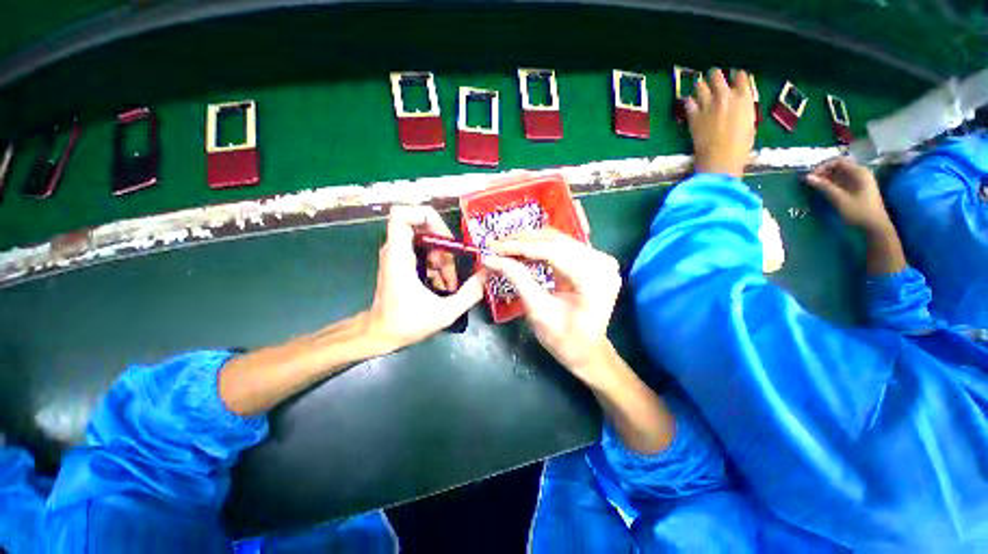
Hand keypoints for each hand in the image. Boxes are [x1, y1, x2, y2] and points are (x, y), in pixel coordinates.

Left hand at [366, 206, 483, 353]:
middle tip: (452, 265)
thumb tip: (485, 274)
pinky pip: (423, 251)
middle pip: (421, 225)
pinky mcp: (401, 262)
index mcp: (399, 256)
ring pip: (425, 240)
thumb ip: (470, 293)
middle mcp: (395, 250)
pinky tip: (442, 284)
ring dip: (442, 257)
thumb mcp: (445, 312)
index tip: (446, 237)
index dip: (426, 216)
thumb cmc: (407, 323)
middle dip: (443, 242)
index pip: (402, 214)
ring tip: (449, 281)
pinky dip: (436, 264)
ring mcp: (397, 255)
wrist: (380, 334)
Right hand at [481, 229, 621, 383]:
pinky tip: (522, 248)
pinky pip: (563, 246)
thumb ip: (518, 279)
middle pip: (557, 241)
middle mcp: (602, 263)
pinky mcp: (593, 260)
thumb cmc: (564, 339)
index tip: (494, 247)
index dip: (521, 247)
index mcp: (593, 280)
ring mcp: (600, 260)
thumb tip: (492, 258)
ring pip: (559, 239)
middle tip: (496, 243)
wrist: (587, 351)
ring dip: (530, 240)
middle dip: (523, 240)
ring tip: (505, 244)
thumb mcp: (538, 311)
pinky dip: (540, 246)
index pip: (553, 252)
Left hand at [686, 69, 755, 177]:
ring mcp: (708, 105)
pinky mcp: (693, 116)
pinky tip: (688, 102)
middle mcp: (725, 97)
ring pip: (700, 86)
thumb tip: (739, 107)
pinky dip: (688, 101)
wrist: (720, 159)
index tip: (734, 76)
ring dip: (699, 85)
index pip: (741, 76)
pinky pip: (688, 102)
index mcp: (744, 98)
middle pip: (717, 76)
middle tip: (712, 75)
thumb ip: (743, 110)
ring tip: (699, 86)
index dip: (737, 75)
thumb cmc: (740, 147)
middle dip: (714, 74)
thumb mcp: (750, 124)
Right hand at [806, 157, 892, 232]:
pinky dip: (831, 183)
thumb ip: (824, 186)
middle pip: (838, 166)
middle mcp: (860, 173)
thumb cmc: (859, 211)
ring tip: (814, 185)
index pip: (838, 161)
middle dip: (823, 172)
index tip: (810, 176)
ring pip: (839, 174)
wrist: (875, 226)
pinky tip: (824, 189)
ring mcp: (859, 181)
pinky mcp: (857, 188)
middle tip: (810, 181)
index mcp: (859, 172)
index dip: (822, 166)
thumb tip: (807, 177)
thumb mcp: (840, 199)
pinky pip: (842, 180)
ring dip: (826, 178)